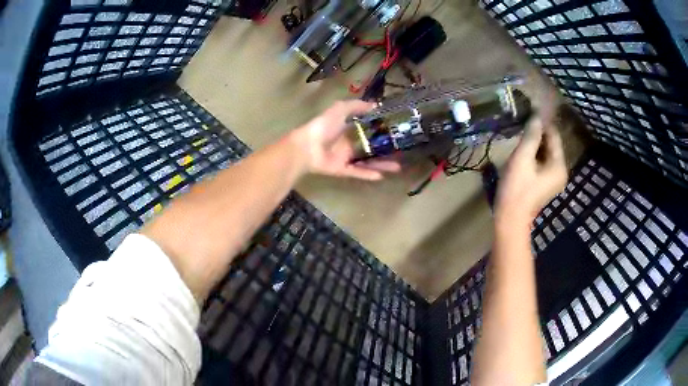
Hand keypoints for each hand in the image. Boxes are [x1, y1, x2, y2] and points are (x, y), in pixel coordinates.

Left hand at [292, 100, 400, 179]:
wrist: (307, 146)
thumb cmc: (323, 126)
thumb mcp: (340, 109)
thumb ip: (356, 106)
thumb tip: (376, 105)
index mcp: (348, 128)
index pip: (368, 129)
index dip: (382, 130)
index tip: (396, 132)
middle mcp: (349, 143)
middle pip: (371, 147)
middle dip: (386, 150)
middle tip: (402, 152)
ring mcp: (346, 157)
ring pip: (367, 161)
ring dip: (382, 164)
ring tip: (398, 167)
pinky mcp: (342, 170)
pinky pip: (358, 172)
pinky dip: (368, 174)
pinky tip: (381, 176)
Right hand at [495, 118, 567, 223]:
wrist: (510, 219)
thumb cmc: (517, 188)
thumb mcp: (523, 158)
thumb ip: (531, 135)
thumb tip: (536, 116)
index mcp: (559, 165)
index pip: (554, 135)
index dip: (542, 123)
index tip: (528, 113)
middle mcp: (560, 171)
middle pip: (551, 144)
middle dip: (538, 134)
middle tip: (522, 126)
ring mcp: (554, 179)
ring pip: (546, 153)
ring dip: (534, 144)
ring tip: (520, 137)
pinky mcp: (545, 183)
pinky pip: (542, 162)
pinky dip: (534, 155)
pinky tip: (522, 153)